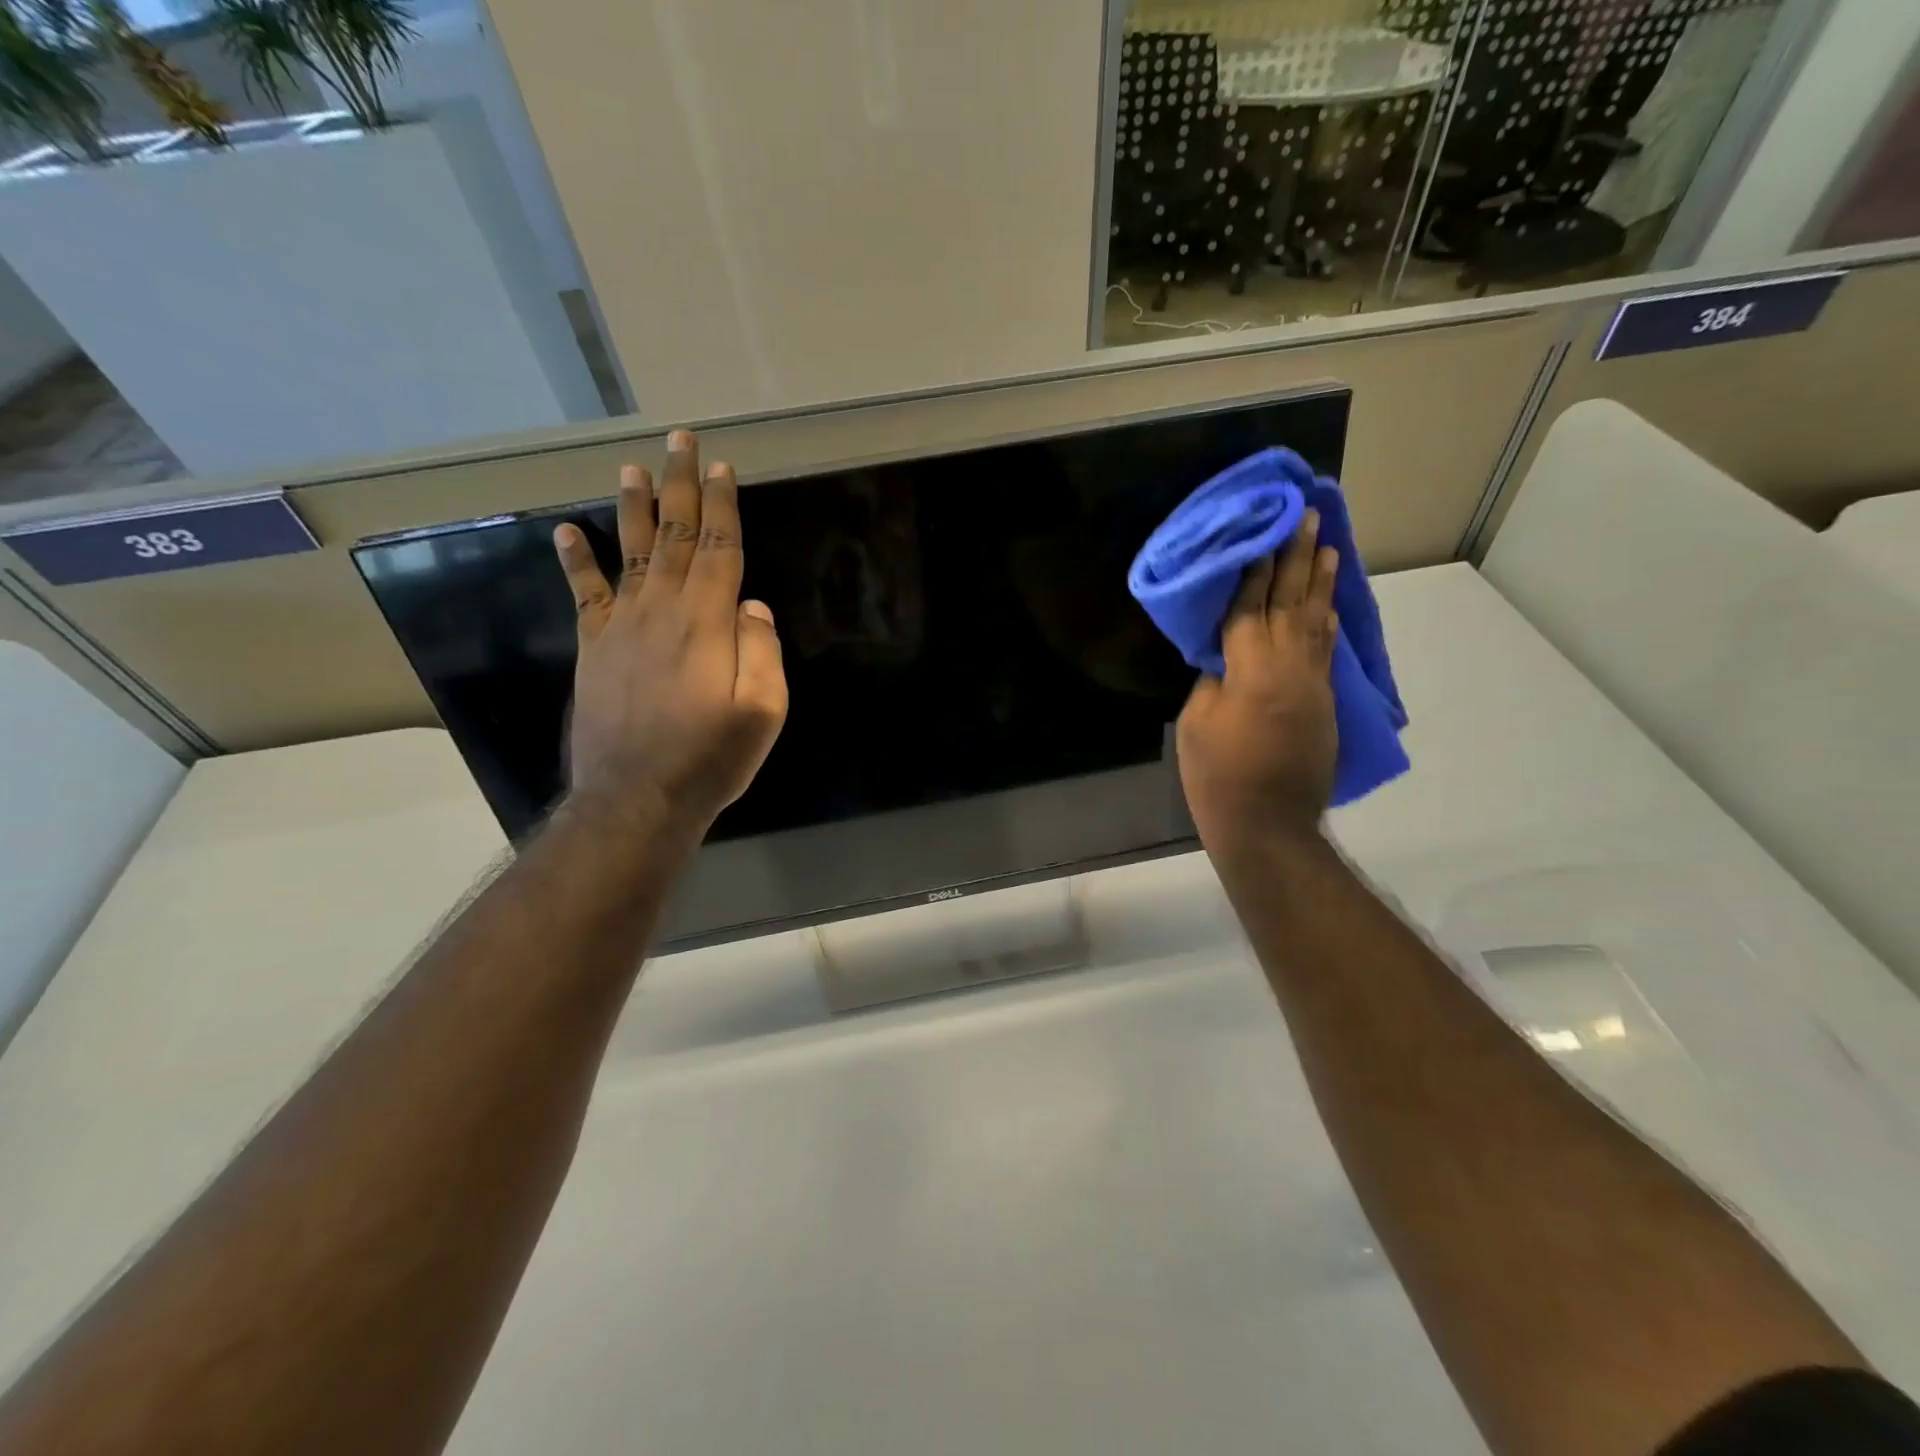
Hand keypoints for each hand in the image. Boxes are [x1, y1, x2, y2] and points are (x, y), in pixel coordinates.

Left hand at [554, 429, 787, 837]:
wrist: (636, 797)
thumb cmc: (711, 758)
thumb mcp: (762, 712)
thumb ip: (762, 652)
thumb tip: (752, 606)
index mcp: (708, 623)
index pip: (719, 549)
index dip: (722, 506)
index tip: (721, 468)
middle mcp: (662, 611)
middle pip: (676, 537)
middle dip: (679, 486)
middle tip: (679, 441)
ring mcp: (621, 627)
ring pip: (632, 552)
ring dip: (635, 507)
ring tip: (632, 466)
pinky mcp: (594, 649)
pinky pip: (585, 594)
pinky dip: (576, 560)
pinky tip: (568, 530)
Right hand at [1176, 508, 1339, 850]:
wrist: (1267, 824)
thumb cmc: (1218, 775)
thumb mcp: (1197, 722)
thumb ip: (1213, 680)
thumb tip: (1226, 657)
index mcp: (1252, 667)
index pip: (1251, 605)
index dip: (1255, 568)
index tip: (1263, 530)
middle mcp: (1290, 665)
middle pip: (1293, 601)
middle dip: (1298, 557)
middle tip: (1308, 516)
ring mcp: (1314, 683)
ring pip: (1318, 620)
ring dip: (1321, 581)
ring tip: (1328, 546)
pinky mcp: (1326, 702)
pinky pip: (1326, 648)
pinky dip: (1327, 620)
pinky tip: (1328, 604)